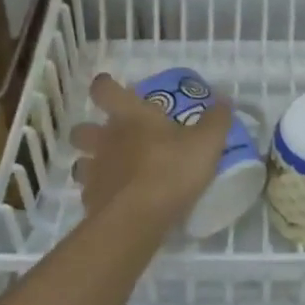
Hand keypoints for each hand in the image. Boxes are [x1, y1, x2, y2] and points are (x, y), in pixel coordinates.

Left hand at [71, 75, 232, 226]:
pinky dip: (101, 195)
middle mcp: (105, 140)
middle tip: (109, 137)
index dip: (105, 86)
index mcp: (130, 117)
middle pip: (81, 129)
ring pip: (80, 162)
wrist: (138, 218)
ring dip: (92, 164)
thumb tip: (224, 101)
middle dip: (90, 130)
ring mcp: (94, 171)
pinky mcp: (91, 202)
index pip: (105, 91)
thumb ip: (216, 120)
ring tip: (111, 172)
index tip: (109, 86)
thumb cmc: (171, 170)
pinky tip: (118, 202)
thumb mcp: (206, 143)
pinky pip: (91, 193)